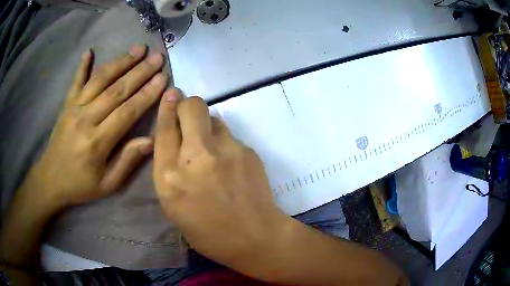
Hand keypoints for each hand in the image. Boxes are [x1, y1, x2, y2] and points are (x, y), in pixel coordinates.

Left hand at [26, 45, 166, 206]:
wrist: (51, 180)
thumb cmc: (80, 185)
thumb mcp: (107, 184)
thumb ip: (127, 161)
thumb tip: (150, 141)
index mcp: (97, 142)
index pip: (126, 112)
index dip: (146, 94)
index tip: (163, 79)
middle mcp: (86, 119)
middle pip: (116, 90)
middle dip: (139, 72)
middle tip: (157, 57)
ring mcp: (74, 108)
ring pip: (100, 80)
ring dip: (120, 62)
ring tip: (138, 48)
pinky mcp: (66, 105)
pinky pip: (75, 81)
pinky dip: (82, 66)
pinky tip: (90, 51)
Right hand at [153, 90, 287, 264]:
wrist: (254, 237)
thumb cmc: (208, 232)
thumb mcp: (173, 206)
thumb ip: (169, 170)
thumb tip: (173, 141)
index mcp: (170, 176)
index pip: (164, 128)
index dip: (167, 107)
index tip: (171, 95)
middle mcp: (196, 157)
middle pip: (191, 107)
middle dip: (187, 105)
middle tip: (188, 116)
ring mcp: (225, 150)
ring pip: (213, 118)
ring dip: (206, 126)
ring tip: (211, 149)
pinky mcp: (247, 150)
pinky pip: (229, 135)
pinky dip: (224, 142)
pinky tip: (229, 164)